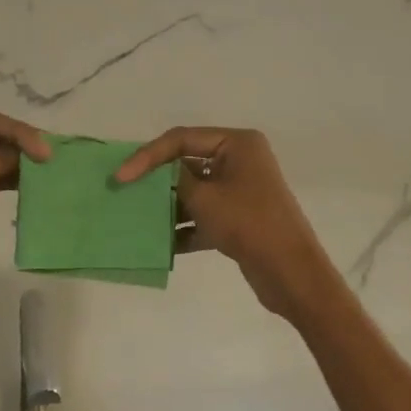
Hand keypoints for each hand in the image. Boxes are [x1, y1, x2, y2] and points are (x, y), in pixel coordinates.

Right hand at [115, 126, 339, 320]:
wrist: (290, 271)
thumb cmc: (247, 223)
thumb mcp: (203, 197)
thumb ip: (173, 180)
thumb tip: (154, 174)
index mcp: (237, 144)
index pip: (181, 139)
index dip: (147, 156)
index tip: (121, 177)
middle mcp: (240, 161)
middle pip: (186, 164)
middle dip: (157, 182)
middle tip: (124, 194)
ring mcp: (240, 191)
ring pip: (194, 193)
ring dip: (168, 207)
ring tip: (138, 219)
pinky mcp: (239, 218)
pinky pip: (203, 216)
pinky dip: (184, 228)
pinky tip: (161, 245)